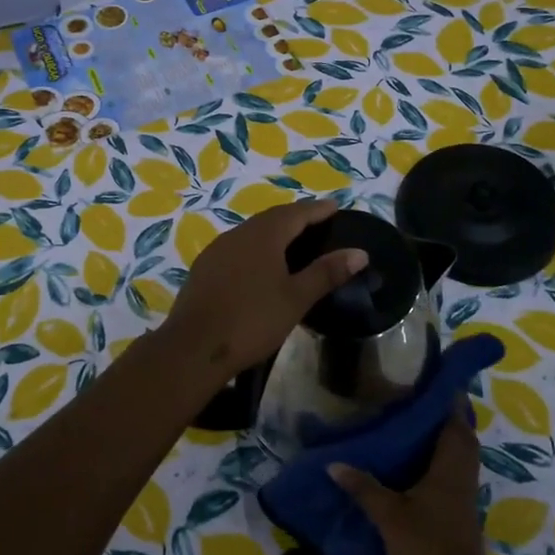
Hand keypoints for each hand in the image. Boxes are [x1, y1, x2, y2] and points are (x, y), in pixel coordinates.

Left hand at [160, 198, 367, 377]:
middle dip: (295, 218)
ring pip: (251, 232)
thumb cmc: (252, 320)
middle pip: (271, 218)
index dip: (317, 209)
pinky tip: (260, 266)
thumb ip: (326, 272)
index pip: (296, 213)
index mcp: (263, 235)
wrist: (194, 347)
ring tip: (292, 243)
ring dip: (273, 233)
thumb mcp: (296, 298)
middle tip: (317, 223)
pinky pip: (237, 248)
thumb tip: (360, 252)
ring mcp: (217, 250)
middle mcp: (238, 234)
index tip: (334, 207)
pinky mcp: (204, 269)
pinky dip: (255, 249)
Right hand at [329, 413, 495, 554]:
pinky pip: (453, 474)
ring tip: (411, 427)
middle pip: (461, 436)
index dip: (448, 397)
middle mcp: (462, 476)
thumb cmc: (427, 551)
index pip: (455, 421)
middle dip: (444, 415)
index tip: (431, 378)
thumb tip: (334, 463)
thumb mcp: (389, 516)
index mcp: (450, 467)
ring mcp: (464, 497)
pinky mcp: (460, 515)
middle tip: (416, 400)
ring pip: (459, 456)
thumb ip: (363, 486)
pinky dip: (439, 461)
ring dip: (443, 438)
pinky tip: (414, 466)